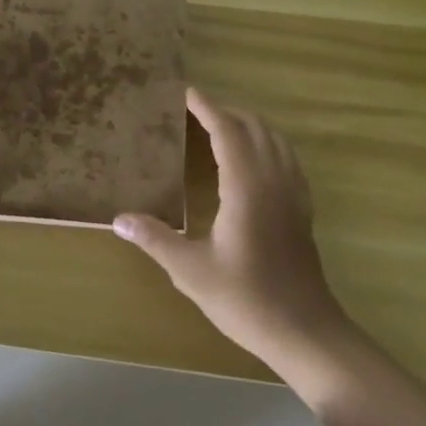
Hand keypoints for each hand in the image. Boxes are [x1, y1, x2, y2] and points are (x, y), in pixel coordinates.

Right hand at [114, 89, 350, 367]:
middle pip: (253, 126)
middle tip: (194, 111)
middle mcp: (273, 180)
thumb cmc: (247, 299)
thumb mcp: (192, 272)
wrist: (306, 333)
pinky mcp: (302, 209)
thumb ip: (156, 239)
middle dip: (225, 111)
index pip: (227, 130)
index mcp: (246, 187)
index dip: (206, 107)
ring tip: (219, 126)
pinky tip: (253, 159)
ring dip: (248, 124)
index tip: (185, 91)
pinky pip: (286, 158)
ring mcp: (292, 193)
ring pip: (274, 139)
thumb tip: (118, 219)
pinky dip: (267, 143)